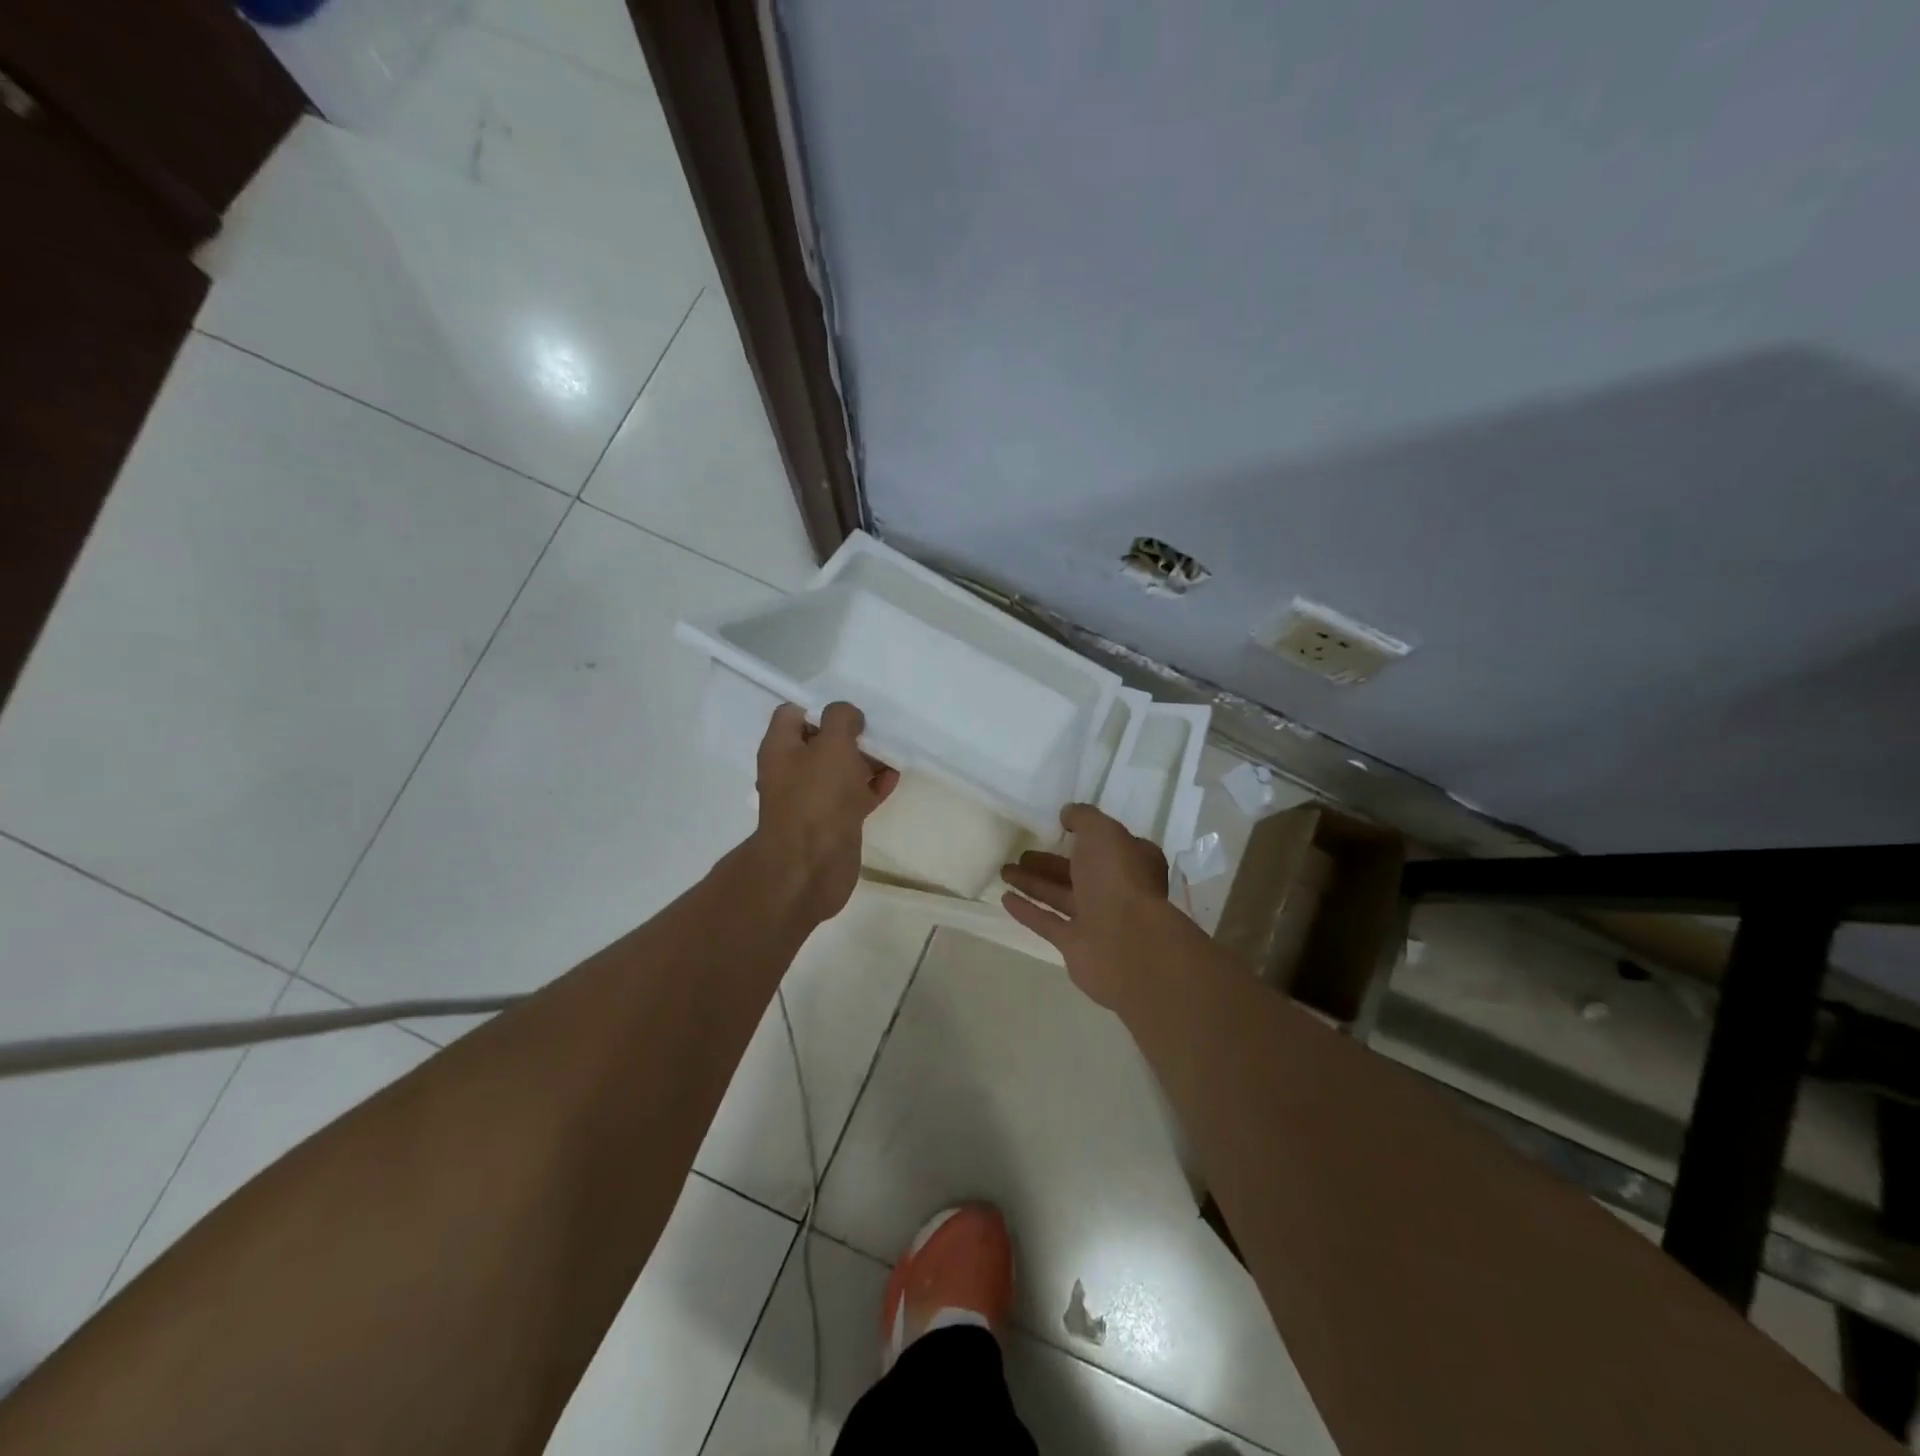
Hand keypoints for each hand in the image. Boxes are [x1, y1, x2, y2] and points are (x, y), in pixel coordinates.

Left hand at [752, 701, 897, 922]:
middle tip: (876, 731)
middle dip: (849, 734)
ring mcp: (813, 798)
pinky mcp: (833, 821)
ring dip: (865, 760)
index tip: (849, 712)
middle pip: (821, 741)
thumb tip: (849, 717)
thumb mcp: (831, 745)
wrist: (812, 865)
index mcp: (780, 748)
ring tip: (893, 752)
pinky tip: (894, 779)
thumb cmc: (817, 797)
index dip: (820, 706)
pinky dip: (872, 785)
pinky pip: (854, 795)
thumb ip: (841, 719)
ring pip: (841, 769)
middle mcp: (792, 771)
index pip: (793, 713)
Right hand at [1000, 804, 1172, 1007]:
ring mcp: (1097, 919)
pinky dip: (1028, 910)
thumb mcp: (1102, 832)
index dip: (1086, 835)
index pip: (1109, 844)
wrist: (1126, 944)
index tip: (1059, 828)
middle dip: (1050, 862)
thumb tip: (1068, 814)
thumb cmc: (1118, 879)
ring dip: (1033, 882)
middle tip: (1021, 853)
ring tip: (1005, 870)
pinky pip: (1048, 922)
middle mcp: (1117, 889)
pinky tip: (1005, 898)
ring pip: (1060, 895)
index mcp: (1133, 861)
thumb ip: (1083, 818)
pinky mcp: (1076, 945)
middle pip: (1079, 871)